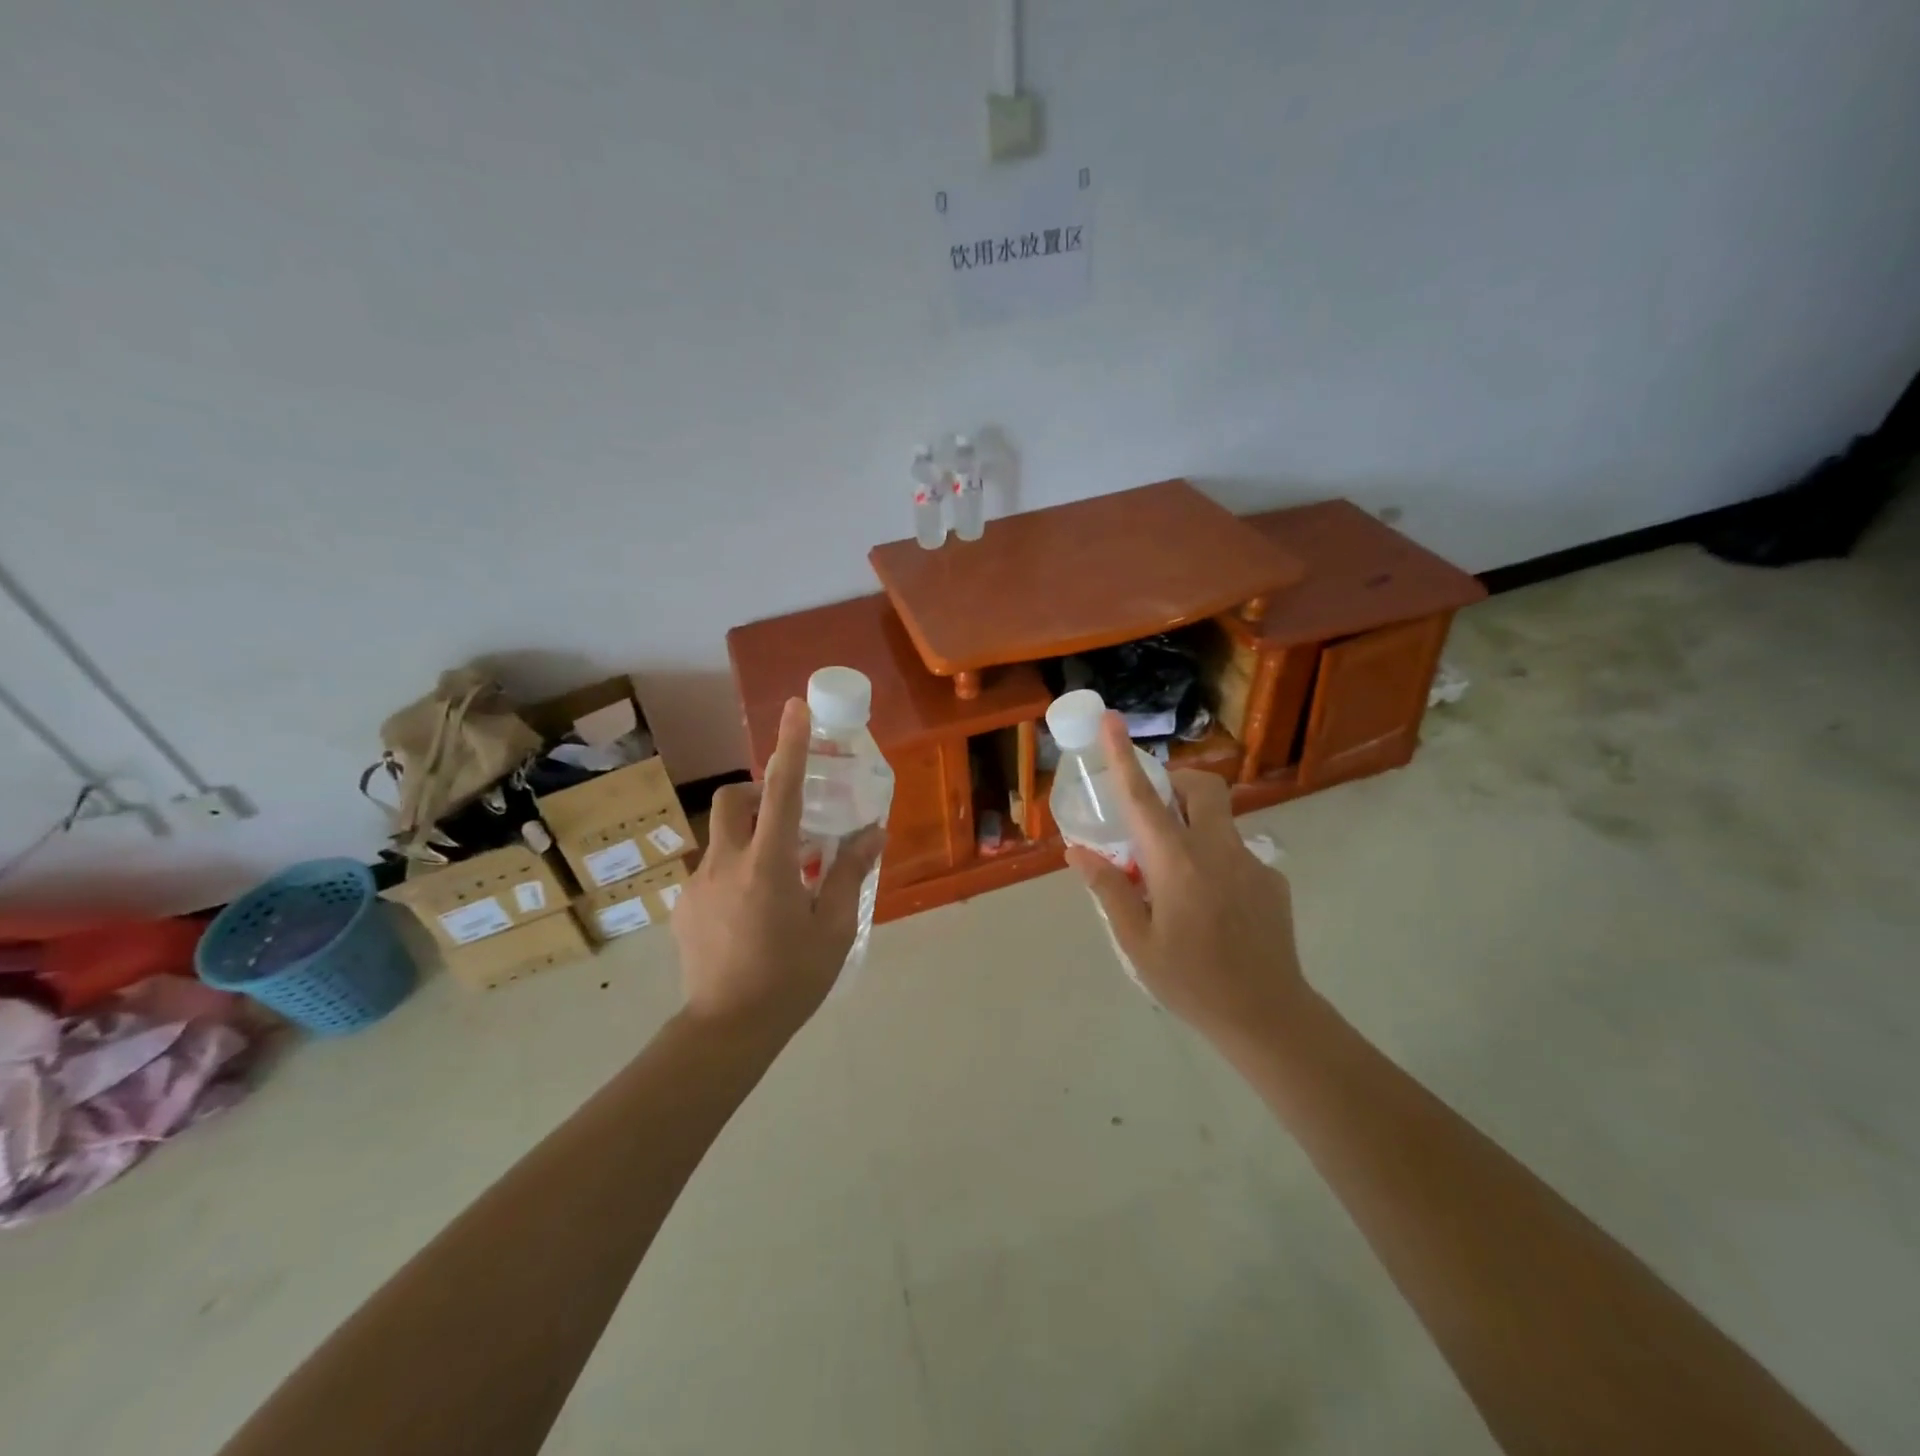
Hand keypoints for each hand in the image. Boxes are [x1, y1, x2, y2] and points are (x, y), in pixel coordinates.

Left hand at [671, 698, 884, 1035]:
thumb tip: (871, 832)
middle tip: (786, 818)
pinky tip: (749, 917)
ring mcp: (697, 885)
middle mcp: (726, 863)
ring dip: (748, 840)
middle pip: (732, 800)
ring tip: (774, 883)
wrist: (725, 1032)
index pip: (781, 790)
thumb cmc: (790, 979)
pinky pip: (711, 872)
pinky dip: (733, 874)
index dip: (789, 745)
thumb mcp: (833, 929)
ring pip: (721, 838)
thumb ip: (850, 874)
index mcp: (769, 865)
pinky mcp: (683, 908)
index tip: (794, 707)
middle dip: (755, 790)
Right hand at [1064, 712, 1308, 1045]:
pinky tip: (1210, 908)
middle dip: (1176, 781)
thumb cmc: (1192, 982)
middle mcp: (1217, 850)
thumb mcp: (1136, 943)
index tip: (1113, 720)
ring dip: (1193, 825)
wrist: (1269, 1017)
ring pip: (1220, 819)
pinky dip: (1214, 860)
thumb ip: (1109, 890)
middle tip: (1153, 812)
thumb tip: (1078, 851)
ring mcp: (1252, 862)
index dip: (1124, 756)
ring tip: (1176, 877)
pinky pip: (1235, 852)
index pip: (1143, 799)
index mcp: (1177, 863)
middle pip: (1202, 787)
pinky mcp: (1272, 880)